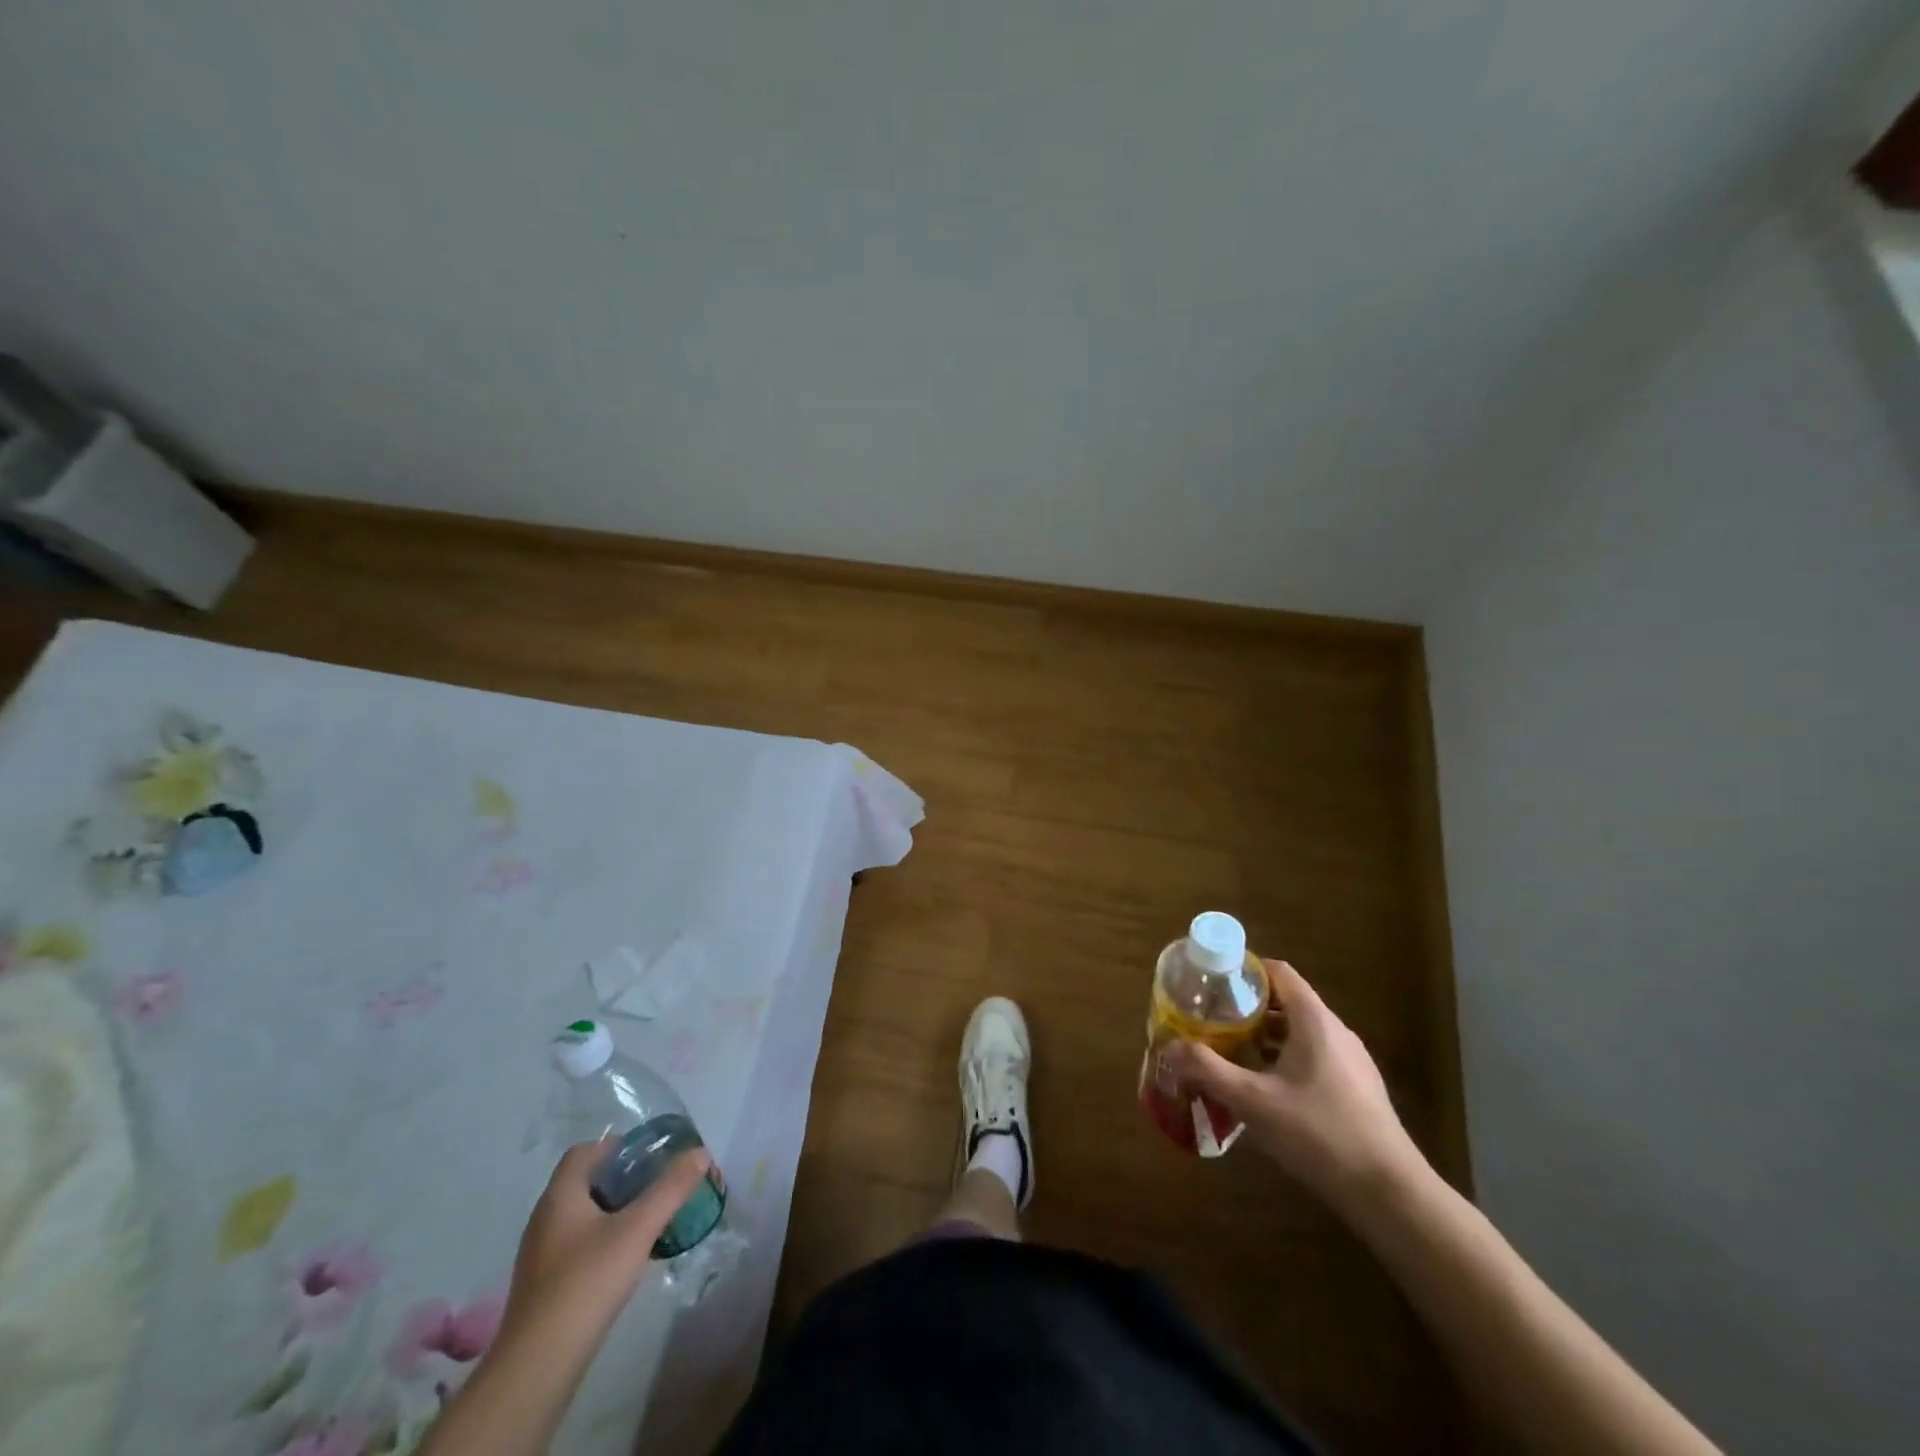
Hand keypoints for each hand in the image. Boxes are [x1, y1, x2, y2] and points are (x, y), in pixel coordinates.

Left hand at [501, 1139, 711, 1339]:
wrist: (538, 1366)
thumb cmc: (587, 1282)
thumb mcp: (638, 1229)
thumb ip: (671, 1188)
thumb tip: (700, 1152)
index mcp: (559, 1197)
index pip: (584, 1152)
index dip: (616, 1146)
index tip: (649, 1155)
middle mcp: (544, 1219)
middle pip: (585, 1183)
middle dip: (623, 1179)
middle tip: (658, 1184)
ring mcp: (541, 1255)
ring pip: (583, 1216)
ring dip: (616, 1211)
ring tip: (650, 1219)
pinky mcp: (545, 1286)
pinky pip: (578, 1245)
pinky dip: (604, 1240)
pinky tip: (628, 1258)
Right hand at [1164, 960, 1424, 1209]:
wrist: (1390, 1194)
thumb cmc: (1319, 1134)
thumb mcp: (1253, 1101)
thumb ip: (1208, 1070)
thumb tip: (1170, 1047)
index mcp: (1314, 1020)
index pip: (1278, 972)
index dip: (1244, 970)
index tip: (1211, 983)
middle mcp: (1335, 1031)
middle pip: (1285, 1001)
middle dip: (1246, 1008)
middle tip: (1210, 1021)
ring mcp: (1350, 1061)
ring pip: (1298, 1032)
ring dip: (1263, 1037)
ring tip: (1229, 1053)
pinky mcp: (1356, 1089)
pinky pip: (1312, 1057)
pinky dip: (1283, 1060)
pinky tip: (1264, 1090)